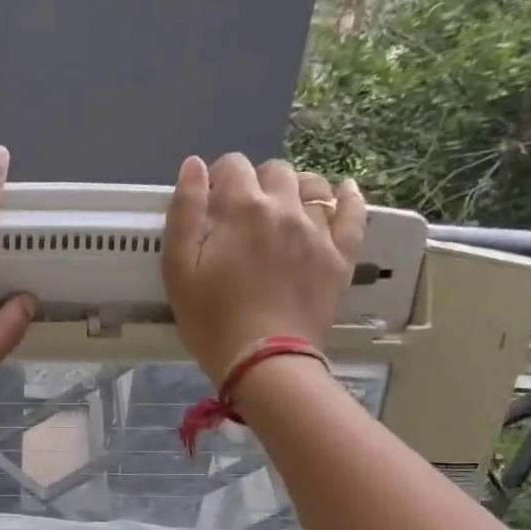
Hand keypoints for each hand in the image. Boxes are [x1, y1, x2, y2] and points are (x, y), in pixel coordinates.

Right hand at [160, 154, 364, 385]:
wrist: (265, 363)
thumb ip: (184, 214)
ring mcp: (318, 231)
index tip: (212, 203)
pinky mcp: (340, 256)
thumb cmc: (213, 322)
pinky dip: (346, 197)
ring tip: (283, 211)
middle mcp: (285, 208)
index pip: (233, 166)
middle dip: (255, 183)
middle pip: (274, 171)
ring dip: (294, 189)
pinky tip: (341, 193)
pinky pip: (352, 212)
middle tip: (242, 216)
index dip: (219, 179)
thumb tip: (194, 166)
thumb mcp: (179, 271)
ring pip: (312, 186)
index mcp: (243, 209)